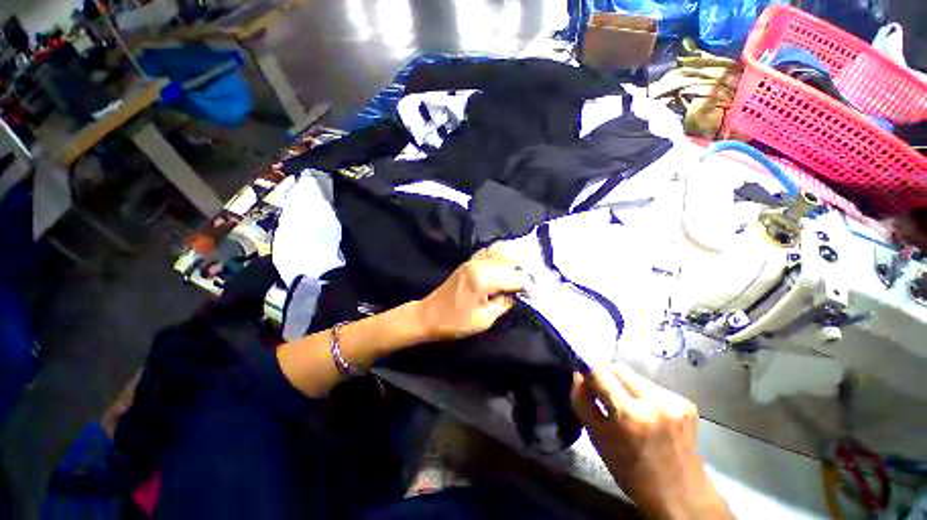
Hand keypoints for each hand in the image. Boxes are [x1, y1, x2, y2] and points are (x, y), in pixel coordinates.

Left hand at [416, 248, 523, 340]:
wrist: (428, 315)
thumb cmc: (455, 322)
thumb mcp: (484, 319)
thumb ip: (504, 303)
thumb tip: (516, 294)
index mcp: (484, 278)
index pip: (515, 276)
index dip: (528, 285)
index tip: (536, 294)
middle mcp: (479, 264)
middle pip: (510, 262)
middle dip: (523, 273)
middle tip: (530, 286)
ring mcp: (473, 261)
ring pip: (501, 256)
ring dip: (513, 265)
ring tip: (521, 278)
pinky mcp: (468, 263)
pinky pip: (490, 256)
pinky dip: (502, 261)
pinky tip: (507, 269)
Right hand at [571, 365, 729, 519]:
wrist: (681, 497)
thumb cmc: (631, 472)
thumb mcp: (597, 439)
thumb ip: (582, 402)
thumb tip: (578, 375)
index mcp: (629, 415)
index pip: (600, 371)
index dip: (589, 373)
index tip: (585, 381)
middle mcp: (655, 402)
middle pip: (618, 367)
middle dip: (606, 376)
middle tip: (602, 393)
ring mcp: (674, 401)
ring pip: (634, 375)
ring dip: (623, 385)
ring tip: (625, 406)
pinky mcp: (686, 402)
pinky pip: (651, 386)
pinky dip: (641, 394)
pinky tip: (645, 413)